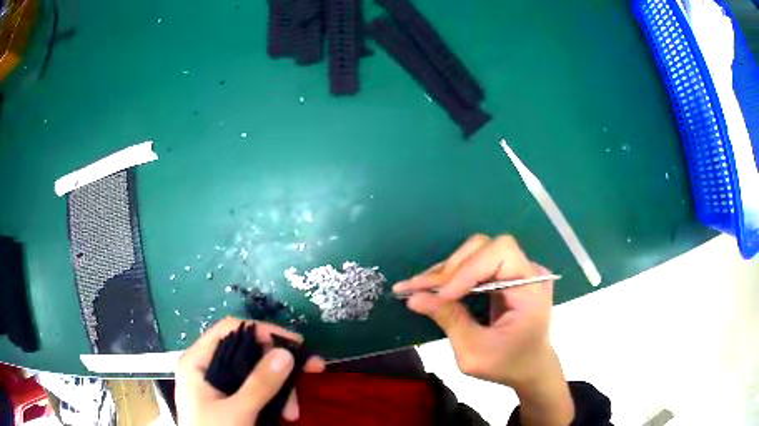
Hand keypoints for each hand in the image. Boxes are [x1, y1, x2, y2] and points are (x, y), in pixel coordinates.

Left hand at [175, 317, 324, 425]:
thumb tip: (286, 353)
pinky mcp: (231, 400)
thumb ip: (259, 384)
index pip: (230, 330)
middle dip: (279, 367)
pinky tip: (286, 413)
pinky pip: (257, 391)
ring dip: (281, 389)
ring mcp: (220, 385)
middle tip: (312, 372)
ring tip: (293, 413)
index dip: (262, 332)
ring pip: (256, 374)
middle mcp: (208, 368)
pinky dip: (274, 399)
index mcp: (198, 362)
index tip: (295, 344)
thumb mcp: (236, 412)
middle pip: (248, 352)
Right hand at [393, 235, 573, 425]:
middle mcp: (528, 271)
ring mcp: (517, 271)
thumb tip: (414, 297)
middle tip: (422, 289)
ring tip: (420, 287)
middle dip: (452, 268)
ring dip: (447, 270)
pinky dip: (453, 275)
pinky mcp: (505, 276)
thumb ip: (449, 320)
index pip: (501, 253)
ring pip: (477, 252)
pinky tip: (434, 286)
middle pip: (486, 247)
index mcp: (531, 288)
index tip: (442, 295)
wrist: (529, 368)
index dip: (468, 269)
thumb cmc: (508, 365)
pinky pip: (476, 264)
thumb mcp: (475, 352)